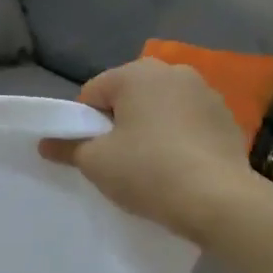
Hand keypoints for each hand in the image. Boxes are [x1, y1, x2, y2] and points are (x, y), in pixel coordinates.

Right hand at [41, 59, 263, 242]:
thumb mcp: (96, 162)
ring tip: (150, 166)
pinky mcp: (226, 118)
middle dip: (118, 123)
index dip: (84, 124)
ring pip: (160, 109)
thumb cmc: (148, 171)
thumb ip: (67, 147)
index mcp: (137, 73)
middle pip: (128, 97)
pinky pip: (187, 123)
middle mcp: (173, 71)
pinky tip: (178, 167)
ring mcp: (206, 93)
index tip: (90, 153)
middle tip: (117, 160)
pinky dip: (177, 138)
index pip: (93, 93)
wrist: (219, 201)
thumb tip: (45, 143)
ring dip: (149, 129)